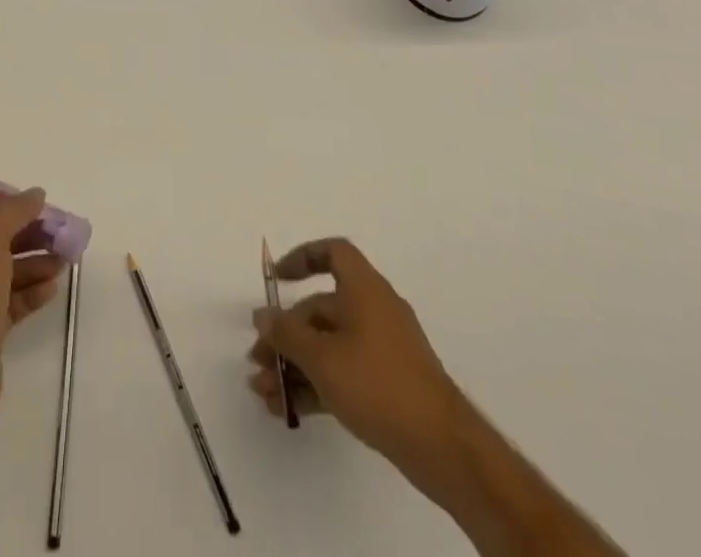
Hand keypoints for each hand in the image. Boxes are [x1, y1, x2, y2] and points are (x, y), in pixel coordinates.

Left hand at [0, 187, 65, 443]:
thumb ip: (13, 210)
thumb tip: (35, 194)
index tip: (24, 202)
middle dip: (24, 232)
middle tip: (55, 230)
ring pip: (4, 270)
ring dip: (34, 261)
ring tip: (64, 259)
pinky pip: (10, 301)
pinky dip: (30, 291)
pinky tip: (51, 288)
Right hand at [248, 238, 472, 499]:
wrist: (443, 448)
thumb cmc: (377, 384)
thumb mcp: (322, 357)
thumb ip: (287, 334)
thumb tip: (263, 316)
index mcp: (364, 289)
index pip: (333, 253)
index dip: (302, 258)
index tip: (277, 280)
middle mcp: (374, 311)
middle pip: (321, 309)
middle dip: (285, 334)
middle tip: (257, 360)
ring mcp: (383, 350)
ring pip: (329, 346)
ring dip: (294, 366)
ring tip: (264, 393)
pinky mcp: (388, 385)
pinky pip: (343, 373)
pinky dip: (316, 385)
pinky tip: (288, 410)